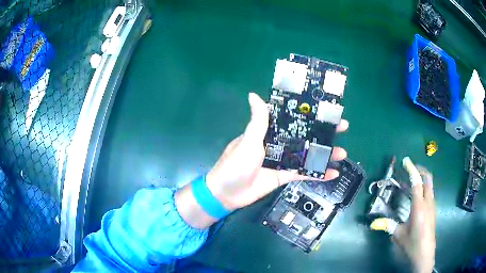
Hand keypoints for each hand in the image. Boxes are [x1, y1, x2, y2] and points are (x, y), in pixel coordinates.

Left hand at [206, 92, 347, 210]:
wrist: (226, 193)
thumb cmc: (235, 165)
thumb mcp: (247, 141)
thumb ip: (257, 121)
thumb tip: (254, 95)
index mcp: (269, 132)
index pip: (292, 119)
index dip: (308, 114)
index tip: (326, 111)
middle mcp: (278, 144)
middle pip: (304, 136)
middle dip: (323, 133)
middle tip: (342, 128)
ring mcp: (282, 161)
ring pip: (307, 155)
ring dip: (324, 154)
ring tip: (343, 153)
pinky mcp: (283, 176)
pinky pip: (303, 173)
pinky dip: (317, 174)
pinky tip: (332, 173)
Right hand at [393, 166, 434, 272]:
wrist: (425, 254)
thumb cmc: (412, 244)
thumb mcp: (399, 235)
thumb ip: (388, 226)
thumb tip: (373, 223)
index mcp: (419, 207)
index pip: (417, 182)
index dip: (411, 170)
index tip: (405, 161)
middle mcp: (428, 202)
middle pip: (427, 178)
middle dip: (419, 170)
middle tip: (409, 168)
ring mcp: (431, 205)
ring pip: (429, 185)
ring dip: (421, 178)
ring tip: (410, 181)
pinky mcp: (432, 209)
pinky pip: (429, 192)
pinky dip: (422, 187)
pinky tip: (415, 195)